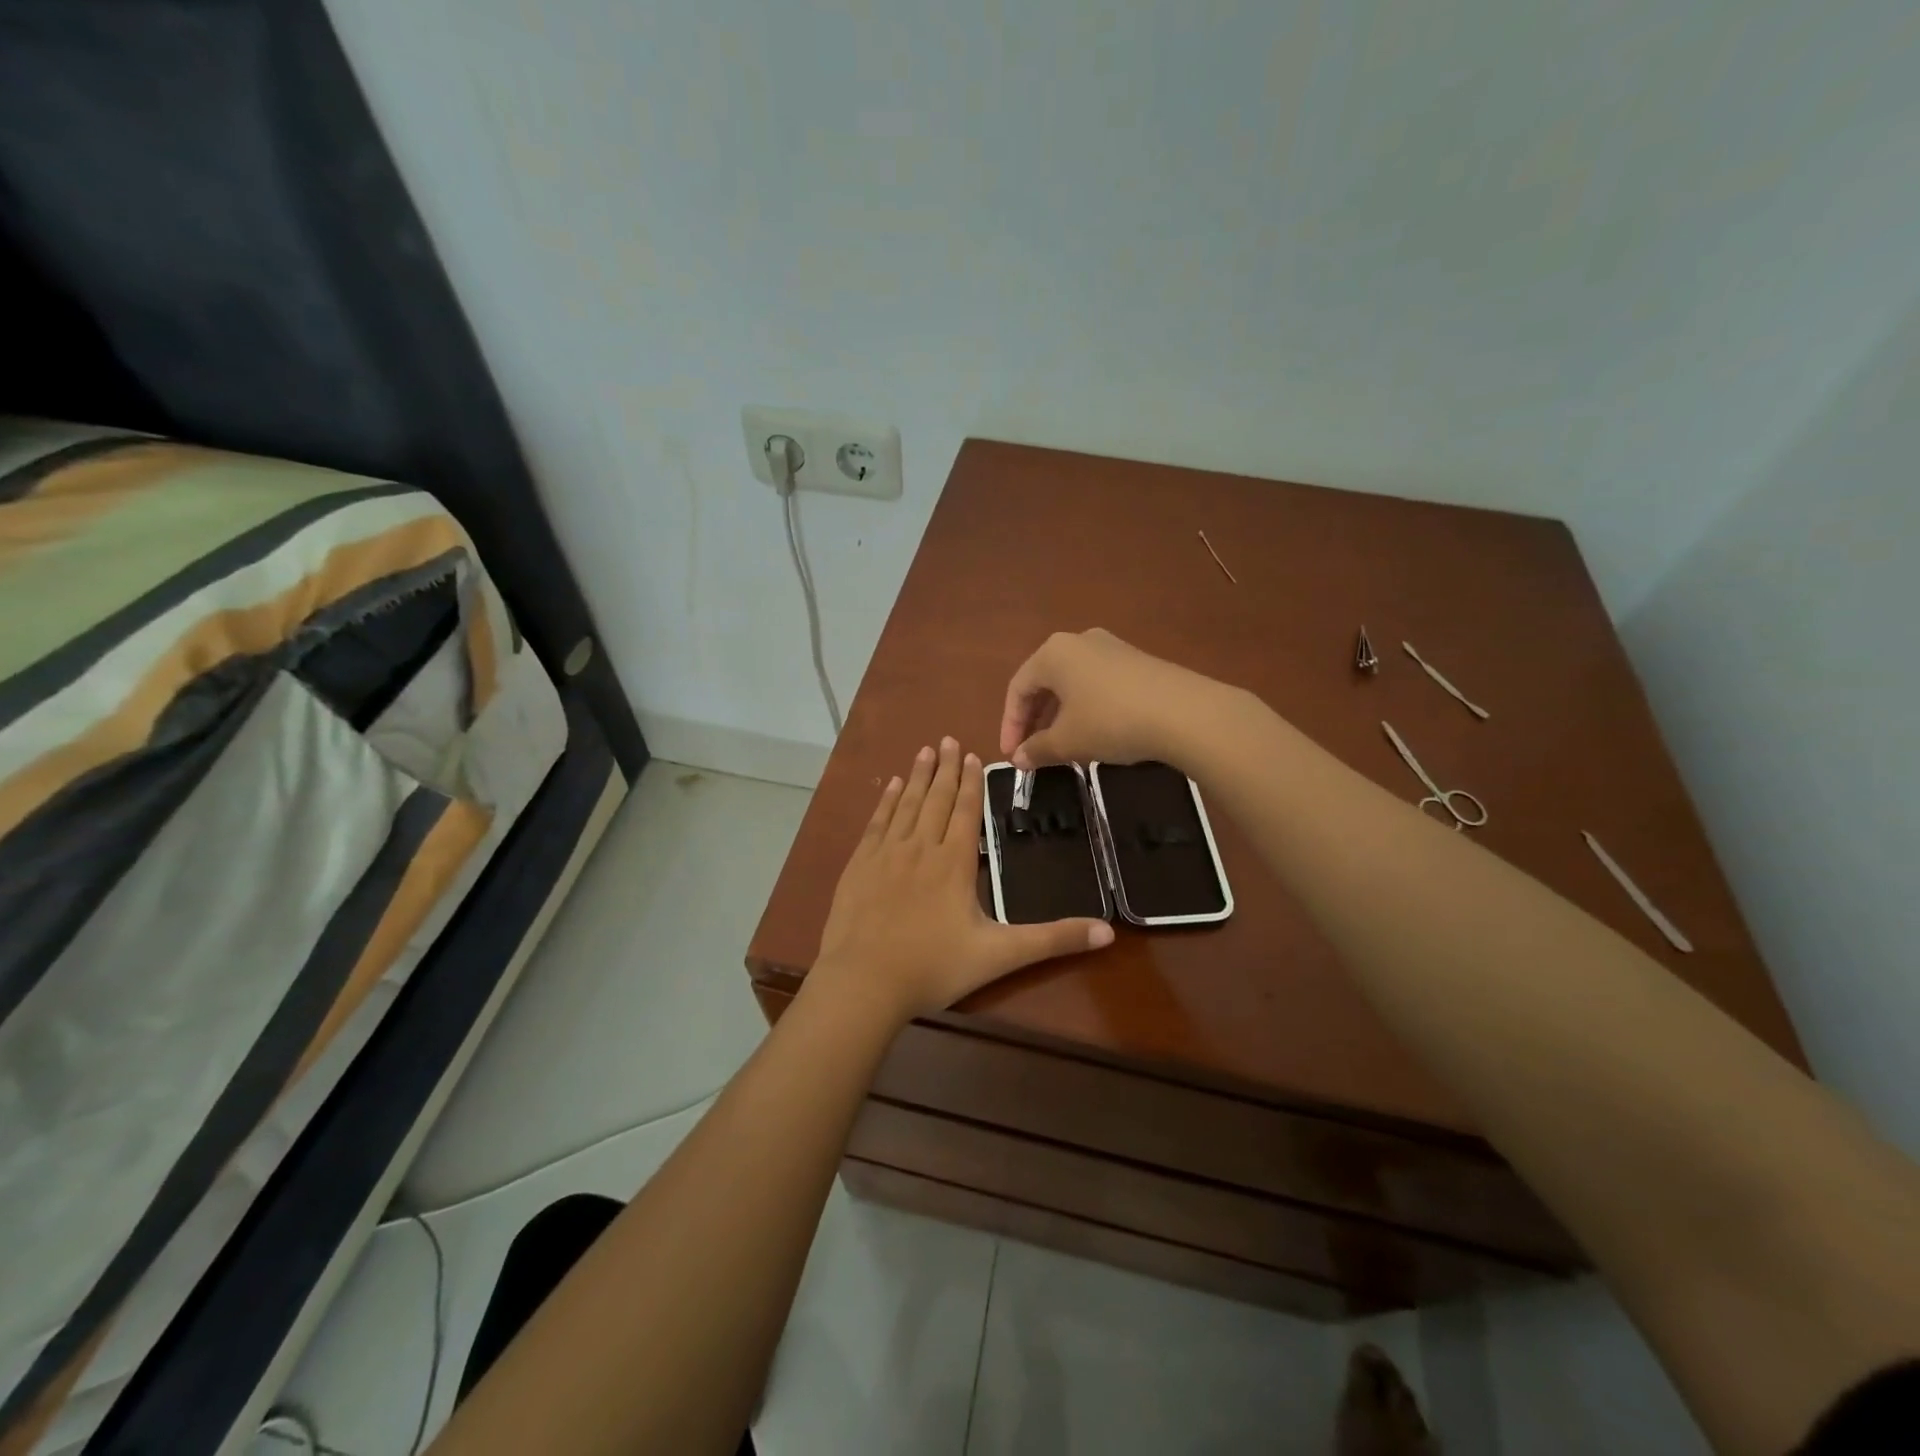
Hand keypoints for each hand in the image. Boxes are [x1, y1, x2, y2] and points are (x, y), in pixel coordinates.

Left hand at [811, 737, 1113, 1022]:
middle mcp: (920, 847)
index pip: (966, 810)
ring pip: (907, 805)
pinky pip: (877, 822)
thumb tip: (1107, 931)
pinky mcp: (860, 865)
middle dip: (945, 768)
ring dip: (918, 777)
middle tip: (948, 739)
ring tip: (925, 751)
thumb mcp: (1000, 955)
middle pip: (936, 799)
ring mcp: (886, 854)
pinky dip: (887, 801)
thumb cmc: (934, 967)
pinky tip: (892, 787)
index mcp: (954, 862)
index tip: (972, 755)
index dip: (971, 782)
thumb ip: (1052, 940)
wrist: (864, 983)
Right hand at [999, 628, 1234, 769]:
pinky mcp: (1138, 661)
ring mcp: (1112, 648)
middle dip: (1034, 720)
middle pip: (1044, 683)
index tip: (1012, 756)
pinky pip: (1098, 684)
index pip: (1018, 688)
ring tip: (1061, 746)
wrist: (1185, 713)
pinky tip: (1095, 733)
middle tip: (1031, 752)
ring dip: (1059, 716)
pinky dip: (1086, 708)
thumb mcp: (1068, 740)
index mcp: (1053, 653)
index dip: (1010, 725)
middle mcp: (1079, 641)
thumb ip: (1037, 749)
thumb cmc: (1111, 721)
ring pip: (1072, 684)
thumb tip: (1018, 759)